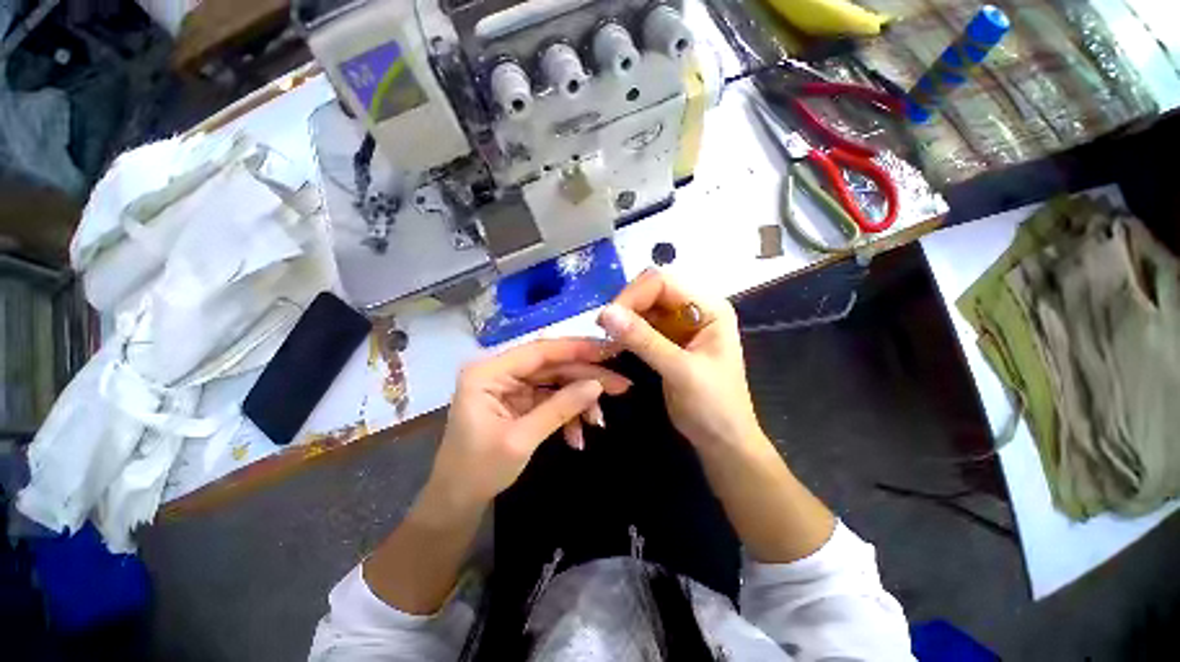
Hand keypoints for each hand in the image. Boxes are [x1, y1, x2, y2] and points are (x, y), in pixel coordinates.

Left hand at [425, 338, 631, 512]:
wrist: (456, 502)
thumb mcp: (521, 439)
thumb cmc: (478, 471)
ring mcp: (511, 386)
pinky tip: (578, 435)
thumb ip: (560, 408)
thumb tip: (596, 385)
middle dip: (586, 377)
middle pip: (552, 365)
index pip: (540, 351)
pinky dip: (568, 414)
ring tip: (599, 421)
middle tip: (620, 385)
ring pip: (555, 382)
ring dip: (579, 400)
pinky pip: (551, 399)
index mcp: (488, 372)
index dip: (577, 350)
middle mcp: (500, 372)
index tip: (609, 351)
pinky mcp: (520, 401)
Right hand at [597, 269, 762, 451]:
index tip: (609, 320)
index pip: (663, 281)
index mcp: (709, 307)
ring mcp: (681, 323)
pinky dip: (627, 332)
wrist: (722, 439)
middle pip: (652, 289)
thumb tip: (605, 313)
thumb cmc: (713, 406)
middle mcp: (695, 308)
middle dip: (627, 306)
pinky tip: (616, 345)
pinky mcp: (669, 338)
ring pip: (644, 306)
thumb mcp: (680, 371)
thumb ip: (644, 340)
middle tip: (607, 331)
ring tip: (610, 341)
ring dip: (624, 320)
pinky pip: (642, 324)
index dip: (633, 295)